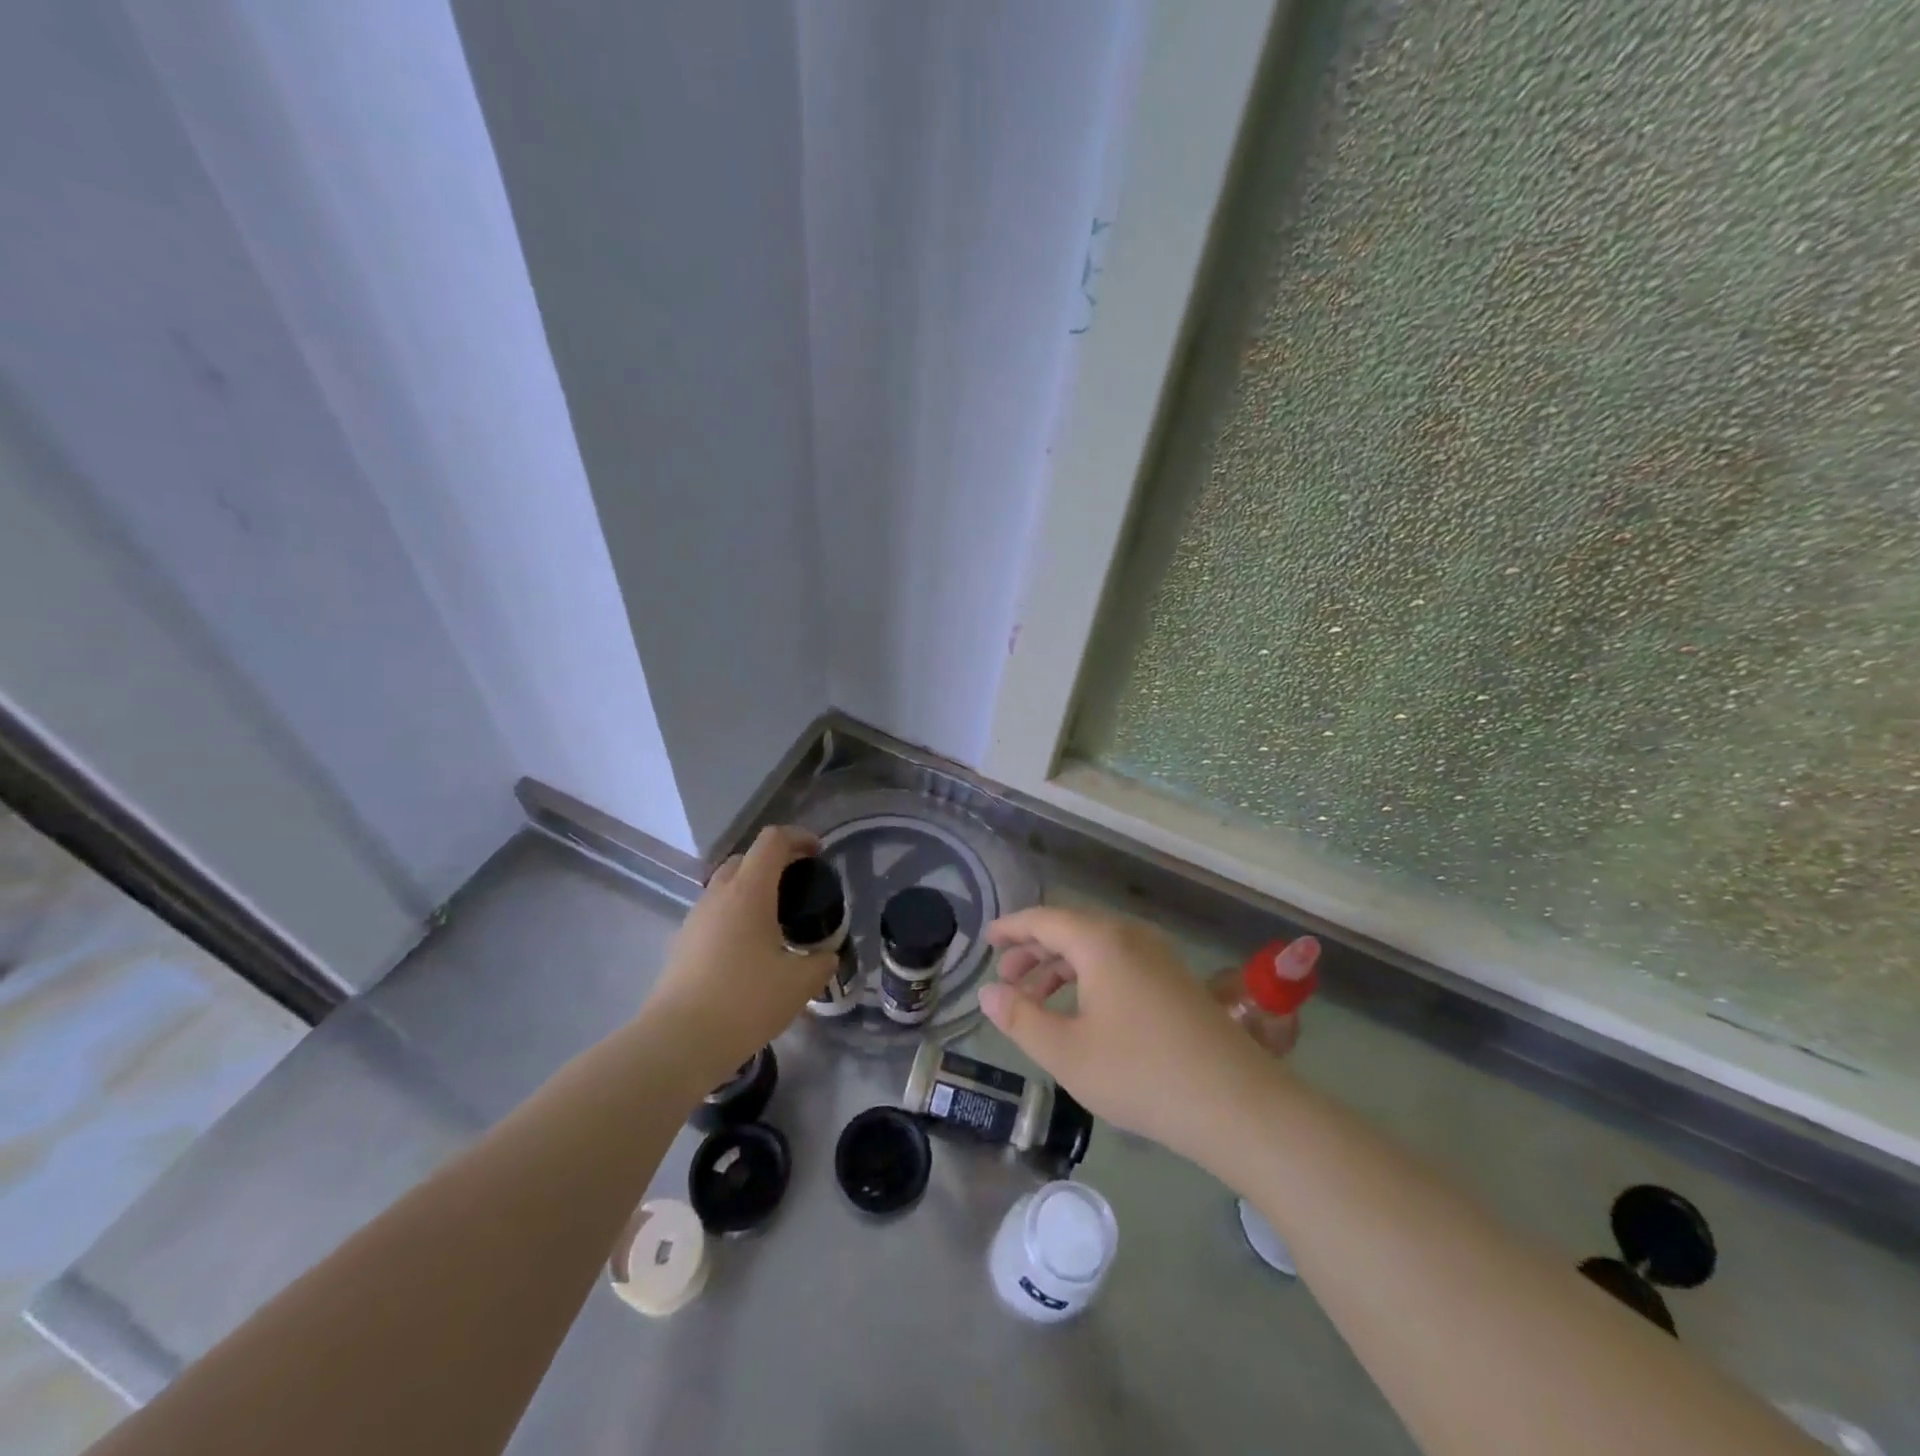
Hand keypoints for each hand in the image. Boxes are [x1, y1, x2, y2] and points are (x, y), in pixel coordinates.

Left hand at [643, 825, 837, 1085]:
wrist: (678, 1042)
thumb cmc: (745, 1001)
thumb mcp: (799, 983)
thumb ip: (820, 962)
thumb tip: (827, 956)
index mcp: (749, 891)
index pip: (773, 840)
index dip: (799, 838)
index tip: (818, 854)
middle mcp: (719, 894)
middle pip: (746, 858)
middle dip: (776, 862)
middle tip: (800, 887)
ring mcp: (696, 918)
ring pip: (727, 885)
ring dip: (753, 889)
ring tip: (777, 920)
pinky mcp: (683, 943)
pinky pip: (715, 912)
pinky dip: (736, 914)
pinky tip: (751, 949)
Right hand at [980, 906, 1281, 1166]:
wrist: (1236, 1103)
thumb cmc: (1140, 1073)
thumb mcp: (1066, 1052)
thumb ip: (1020, 1018)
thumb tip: (988, 992)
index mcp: (1100, 941)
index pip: (1043, 919)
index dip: (1011, 928)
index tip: (987, 940)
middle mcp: (1130, 936)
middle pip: (1070, 929)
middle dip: (1034, 950)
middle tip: (1006, 978)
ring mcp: (1158, 956)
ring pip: (1096, 947)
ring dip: (1061, 966)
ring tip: (1036, 998)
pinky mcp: (1176, 979)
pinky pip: (1119, 962)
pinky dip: (1089, 975)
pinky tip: (1082, 1010)